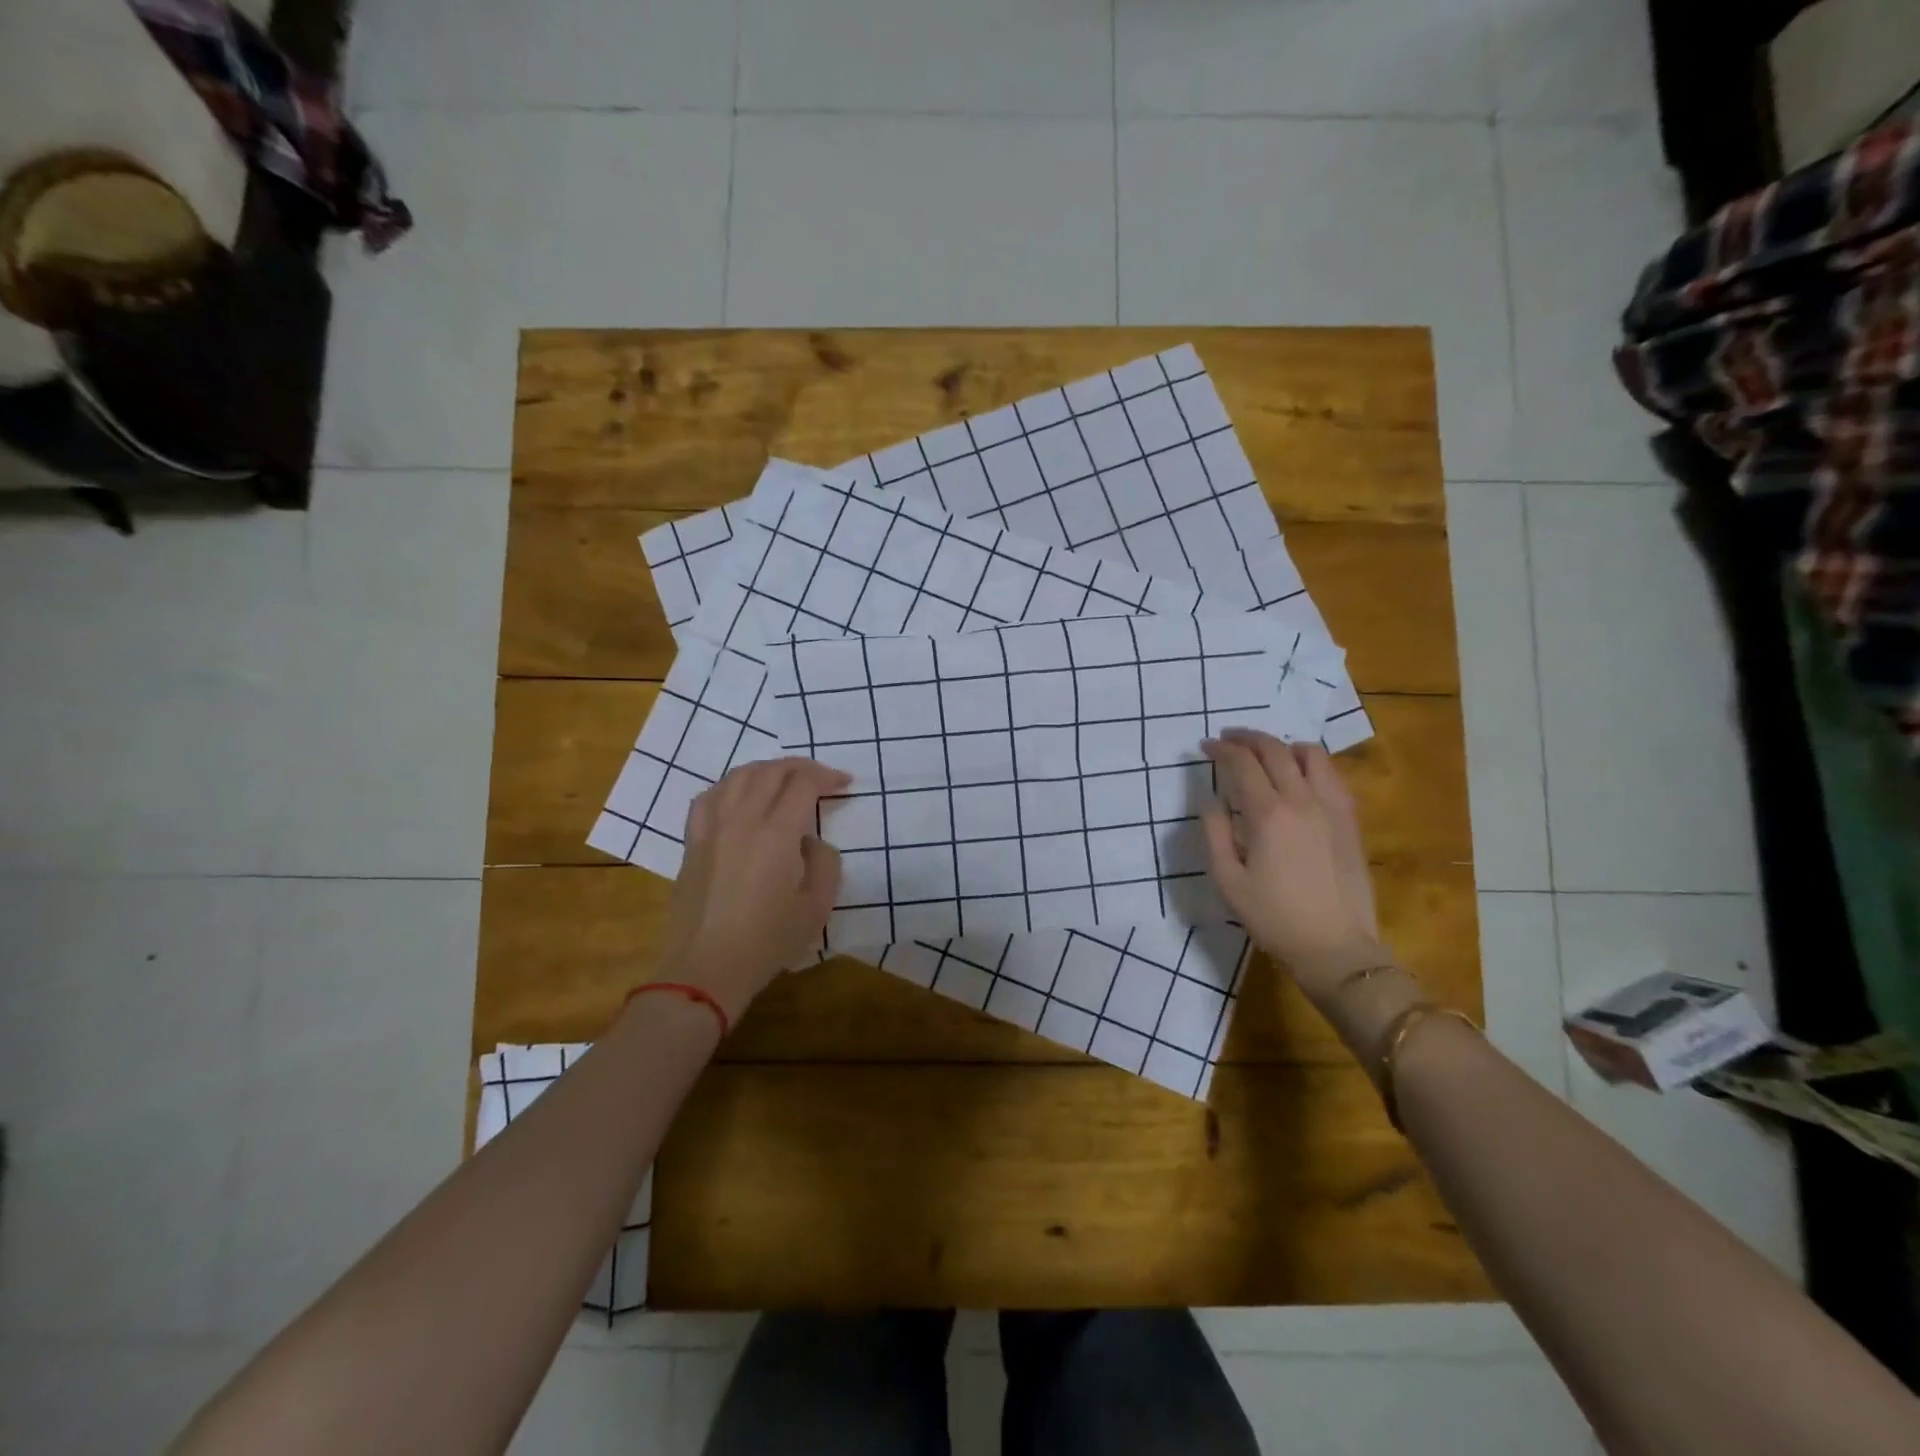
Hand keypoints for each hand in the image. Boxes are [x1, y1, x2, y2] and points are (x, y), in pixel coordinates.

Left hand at [656, 758, 848, 1023]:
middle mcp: (741, 820)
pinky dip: (730, 786)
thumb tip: (811, 843)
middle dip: (800, 767)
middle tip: (820, 777)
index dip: (827, 777)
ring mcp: (711, 828)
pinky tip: (738, 796)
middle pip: (770, 772)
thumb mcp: (816, 907)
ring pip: (738, 777)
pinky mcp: (692, 843)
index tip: (844, 784)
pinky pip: (709, 797)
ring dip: (766, 770)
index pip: (803, 784)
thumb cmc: (767, 942)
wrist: (706, 968)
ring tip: (783, 780)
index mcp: (776, 834)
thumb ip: (825, 864)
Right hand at [1201, 729, 1382, 1001]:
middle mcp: (1302, 800)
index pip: (1242, 763)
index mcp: (1268, 815)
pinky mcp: (1350, 820)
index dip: (1221, 749)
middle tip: (1228, 739)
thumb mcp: (1228, 880)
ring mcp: (1332, 807)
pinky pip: (1332, 775)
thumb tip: (1212, 800)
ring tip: (1266, 754)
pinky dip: (1311, 764)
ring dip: (1283, 746)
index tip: (1205, 746)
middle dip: (1247, 738)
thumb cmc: (1273, 917)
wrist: (1334, 947)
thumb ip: (1215, 833)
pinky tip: (1300, 777)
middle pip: (1275, 750)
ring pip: (1310, 754)